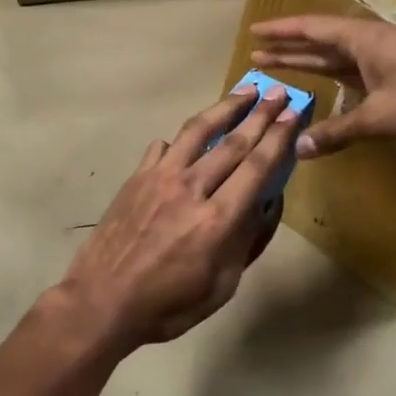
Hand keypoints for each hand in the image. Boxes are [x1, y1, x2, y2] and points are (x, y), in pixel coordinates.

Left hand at [54, 86, 299, 355]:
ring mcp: (159, 178)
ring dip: (224, 108)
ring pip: (197, 132)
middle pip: (233, 142)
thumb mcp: (221, 286)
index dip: (278, 138)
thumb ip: (245, 241)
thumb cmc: (167, 304)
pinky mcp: (136, 178)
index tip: (293, 115)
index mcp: (218, 219)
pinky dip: (180, 138)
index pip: (256, 167)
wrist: (101, 300)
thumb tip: (266, 204)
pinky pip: (162, 147)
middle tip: (279, 93)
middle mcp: (191, 188)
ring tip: (243, 91)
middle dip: (261, 115)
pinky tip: (187, 135)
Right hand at [251, 15, 395, 157]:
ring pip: (341, 59)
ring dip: (312, 63)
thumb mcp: (381, 119)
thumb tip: (298, 147)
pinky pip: (358, 74)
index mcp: (367, 40)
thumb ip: (337, 132)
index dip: (283, 32)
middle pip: (324, 42)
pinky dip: (337, 81)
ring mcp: (392, 61)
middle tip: (257, 54)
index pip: (314, 30)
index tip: (254, 33)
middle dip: (291, 48)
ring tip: (280, 68)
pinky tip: (327, 90)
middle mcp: (376, 44)